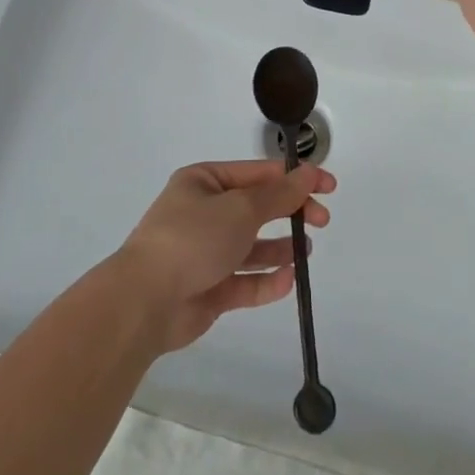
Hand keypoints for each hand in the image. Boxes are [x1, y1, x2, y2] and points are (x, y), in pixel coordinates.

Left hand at [112, 160, 334, 352]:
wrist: (145, 301)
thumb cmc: (193, 239)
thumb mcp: (242, 208)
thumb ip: (280, 195)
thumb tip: (309, 173)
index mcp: (204, 182)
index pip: (258, 173)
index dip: (295, 178)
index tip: (329, 187)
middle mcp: (203, 213)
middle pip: (257, 208)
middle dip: (290, 212)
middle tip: (321, 220)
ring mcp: (205, 252)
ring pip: (252, 246)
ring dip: (280, 248)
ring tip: (306, 251)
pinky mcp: (208, 289)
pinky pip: (244, 280)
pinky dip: (266, 280)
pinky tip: (288, 280)